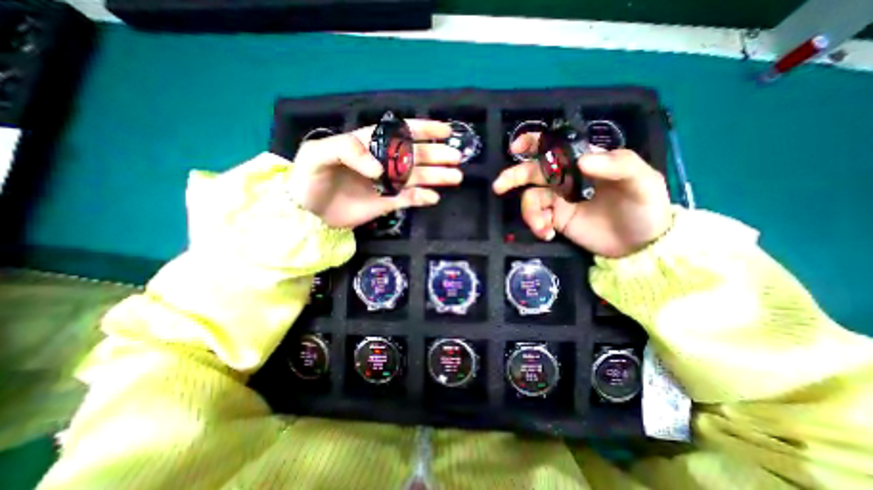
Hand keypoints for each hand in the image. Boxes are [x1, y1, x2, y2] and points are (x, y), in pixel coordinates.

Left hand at [289, 120, 463, 228]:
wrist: (307, 213)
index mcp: (369, 144)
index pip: (400, 133)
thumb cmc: (309, 178)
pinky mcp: (387, 203)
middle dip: (437, 155)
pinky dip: (422, 198)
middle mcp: (383, 162)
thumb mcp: (318, 154)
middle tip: (456, 158)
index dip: (423, 129)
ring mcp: (387, 184)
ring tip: (455, 177)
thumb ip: (347, 150)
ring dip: (437, 176)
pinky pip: (409, 199)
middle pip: (415, 156)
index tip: (445, 131)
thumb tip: (379, 169)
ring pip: (417, 177)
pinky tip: (433, 198)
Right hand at [494, 133, 668, 257]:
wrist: (640, 245)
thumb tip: (580, 161)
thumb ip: (617, 164)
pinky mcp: (556, 219)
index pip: (556, 147)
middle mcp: (567, 179)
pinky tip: (547, 234)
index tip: (517, 147)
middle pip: (533, 172)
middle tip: (499, 187)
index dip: (534, 143)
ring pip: (531, 199)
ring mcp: (559, 200)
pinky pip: (537, 217)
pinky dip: (537, 225)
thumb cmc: (645, 207)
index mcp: (585, 162)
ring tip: (543, 227)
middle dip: (514, 177)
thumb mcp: (643, 181)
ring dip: (530, 213)